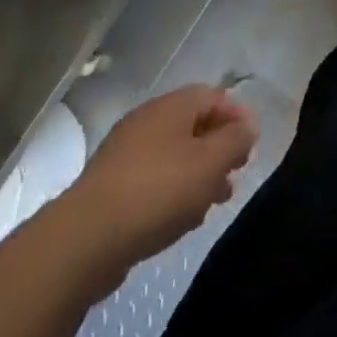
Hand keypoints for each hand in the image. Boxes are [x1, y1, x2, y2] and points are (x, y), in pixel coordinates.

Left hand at [62, 85, 258, 276]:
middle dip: (218, 148)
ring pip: (173, 155)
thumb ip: (235, 140)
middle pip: (192, 125)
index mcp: (170, 107)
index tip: (251, 143)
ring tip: (214, 202)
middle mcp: (146, 122)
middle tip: (235, 173)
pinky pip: (153, 180)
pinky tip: (181, 219)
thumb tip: (247, 127)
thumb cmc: (158, 191)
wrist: (85, 240)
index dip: (236, 115)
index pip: (212, 96)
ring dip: (198, 174)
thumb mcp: (210, 162)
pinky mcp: (111, 188)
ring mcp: (124, 154)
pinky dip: (173, 192)